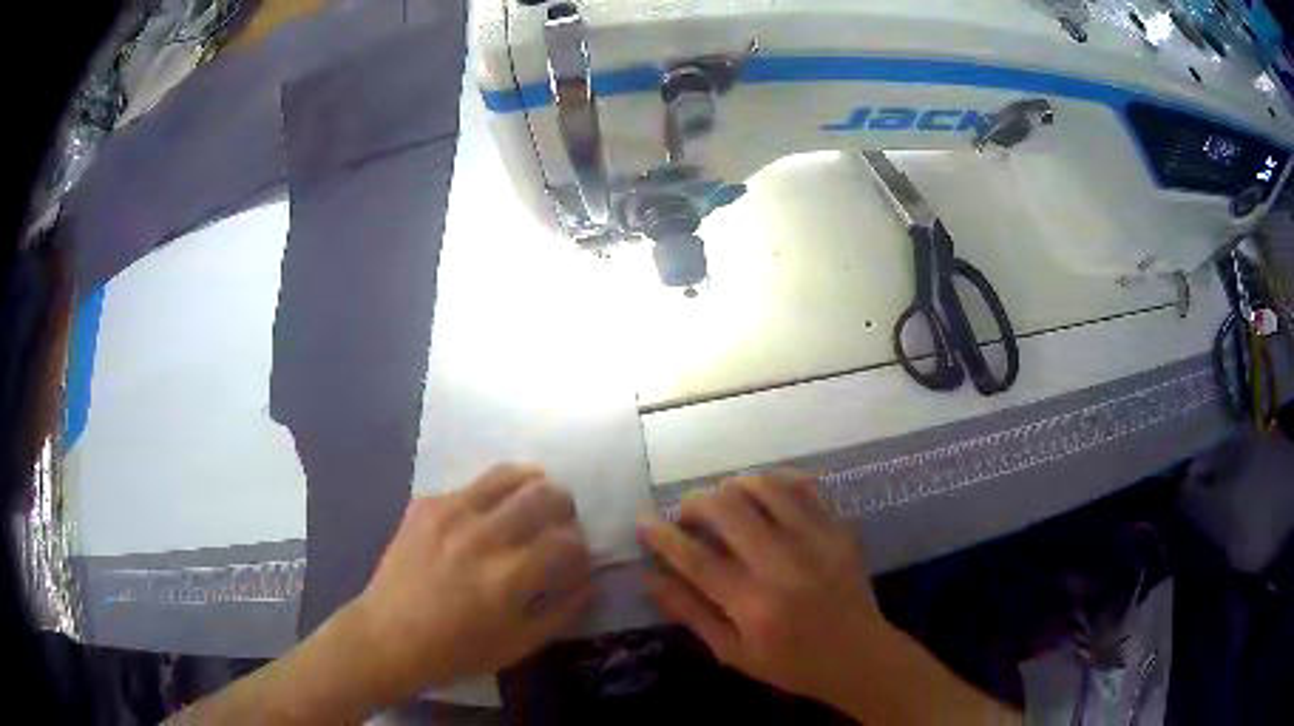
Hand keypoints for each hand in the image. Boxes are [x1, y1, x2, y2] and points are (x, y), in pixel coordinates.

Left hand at [348, 464, 592, 703]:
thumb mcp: (519, 645)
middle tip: (561, 521)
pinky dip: (488, 498)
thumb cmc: (457, 651)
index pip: (567, 541)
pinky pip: (470, 487)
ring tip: (532, 500)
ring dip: (531, 485)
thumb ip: (561, 611)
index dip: (581, 548)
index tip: (577, 558)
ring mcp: (450, 513)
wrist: (388, 635)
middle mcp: (483, 536)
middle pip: (544, 495)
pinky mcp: (425, 505)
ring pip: (508, 475)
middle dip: (565, 506)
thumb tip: (586, 579)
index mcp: (509, 577)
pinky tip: (482, 519)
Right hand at [637, 472, 883, 704]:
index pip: (695, 559)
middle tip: (687, 514)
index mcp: (753, 604)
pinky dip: (776, 481)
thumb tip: (650, 579)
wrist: (858, 656)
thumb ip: (691, 614)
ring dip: (732, 486)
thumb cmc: (791, 664)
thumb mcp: (733, 652)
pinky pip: (803, 486)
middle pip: (727, 510)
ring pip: (764, 488)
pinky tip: (763, 491)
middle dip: (695, 503)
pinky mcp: (838, 529)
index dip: (662, 537)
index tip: (643, 523)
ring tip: (723, 501)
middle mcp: (782, 565)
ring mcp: (815, 541)